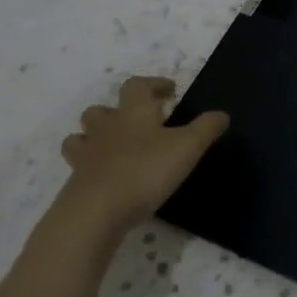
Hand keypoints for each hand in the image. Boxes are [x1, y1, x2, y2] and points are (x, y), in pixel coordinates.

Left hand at [59, 75, 228, 231]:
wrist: (96, 212)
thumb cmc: (146, 170)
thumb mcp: (189, 146)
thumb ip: (207, 128)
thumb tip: (222, 114)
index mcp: (134, 113)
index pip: (137, 85)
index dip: (153, 84)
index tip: (170, 91)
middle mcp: (106, 128)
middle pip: (101, 110)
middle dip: (117, 111)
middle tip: (138, 122)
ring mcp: (86, 156)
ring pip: (81, 137)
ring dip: (94, 137)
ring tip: (113, 148)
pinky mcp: (75, 184)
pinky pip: (79, 168)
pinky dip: (91, 169)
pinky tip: (107, 179)